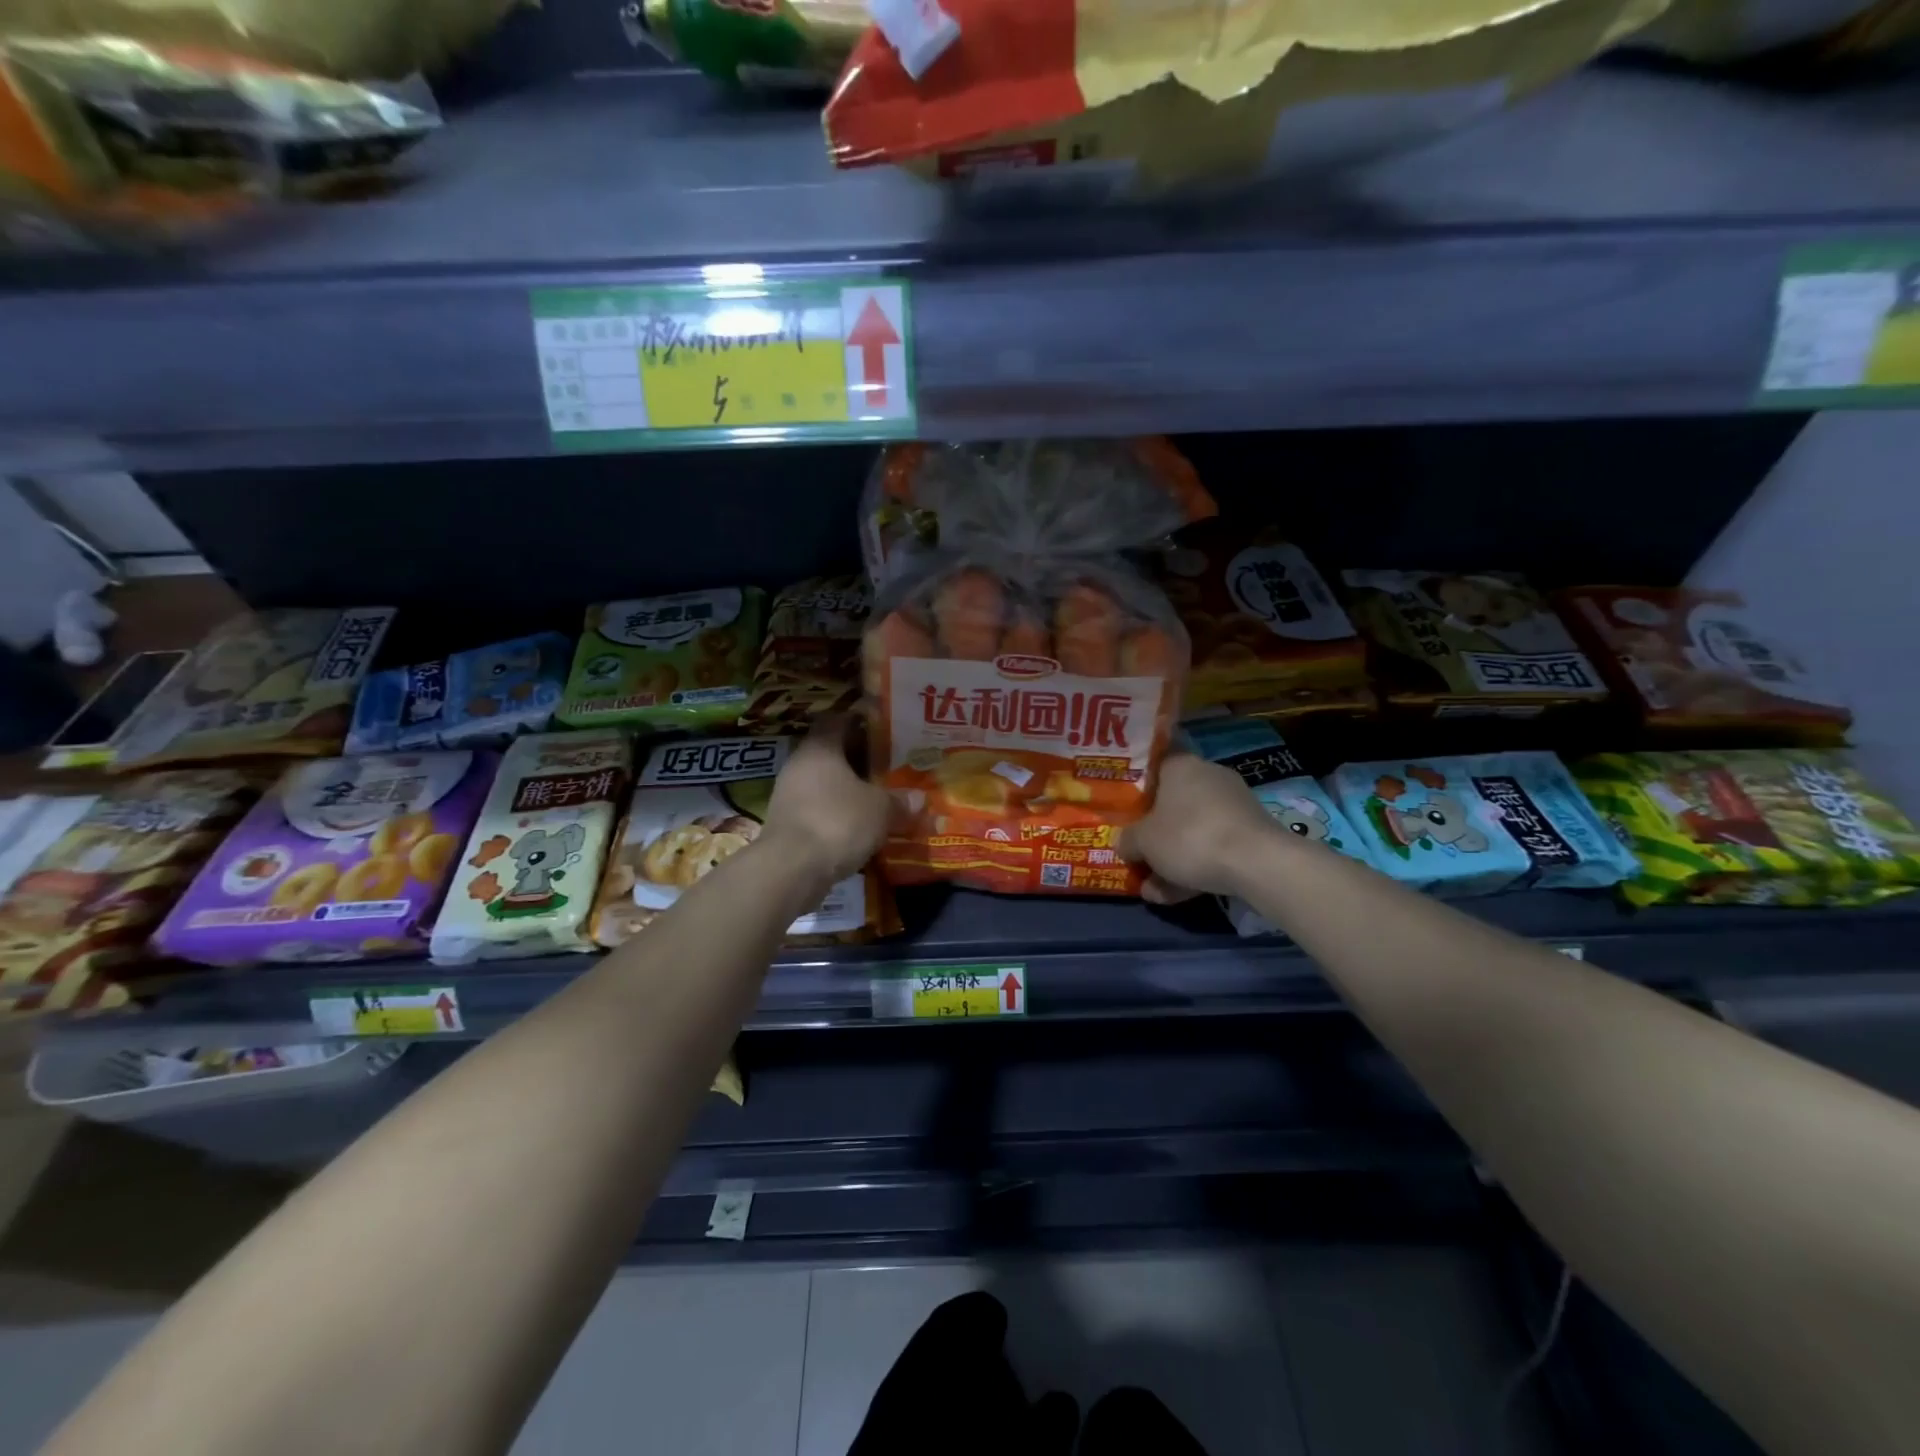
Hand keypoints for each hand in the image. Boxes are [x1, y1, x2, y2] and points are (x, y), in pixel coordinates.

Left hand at [763, 716, 891, 884]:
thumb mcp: (880, 809)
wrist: (791, 869)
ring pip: (824, 782)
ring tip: (878, 797)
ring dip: (847, 788)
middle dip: (859, 759)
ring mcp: (788, 794)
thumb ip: (899, 801)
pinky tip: (858, 825)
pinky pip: (818, 808)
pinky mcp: (786, 823)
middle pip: (831, 752)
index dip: (861, 721)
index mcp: (820, 747)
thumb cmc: (838, 821)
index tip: (885, 729)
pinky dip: (837, 812)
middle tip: (889, 765)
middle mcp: (799, 764)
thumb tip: (917, 798)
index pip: (838, 719)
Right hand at [1120, 751, 1277, 903]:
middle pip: (1171, 804)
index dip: (1135, 789)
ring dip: (1171, 859)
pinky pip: (1214, 846)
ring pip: (1192, 830)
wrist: (1257, 863)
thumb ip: (1127, 840)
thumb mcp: (1142, 841)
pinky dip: (1195, 867)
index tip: (1124, 810)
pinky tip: (1176, 896)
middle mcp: (1208, 777)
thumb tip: (1125, 844)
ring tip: (1152, 891)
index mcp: (1181, 766)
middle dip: (1153, 836)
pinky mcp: (1251, 832)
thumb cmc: (1189, 837)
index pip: (1153, 766)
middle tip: (1136, 858)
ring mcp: (1233, 805)